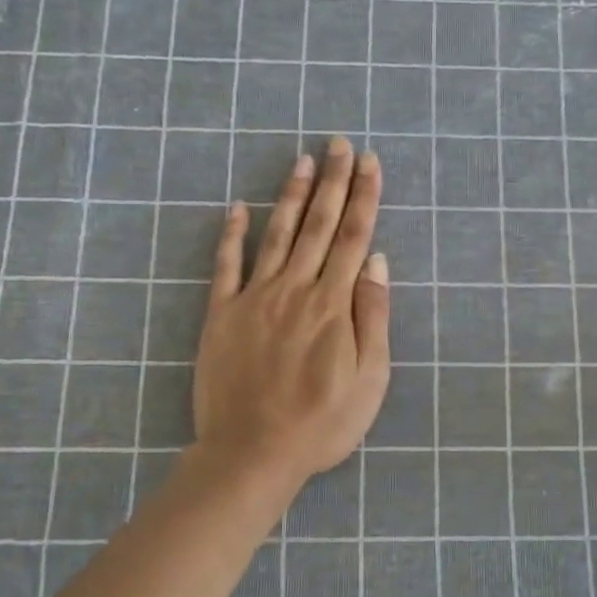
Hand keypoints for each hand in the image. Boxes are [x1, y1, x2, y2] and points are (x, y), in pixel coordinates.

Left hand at [192, 136, 390, 489]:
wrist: (251, 453)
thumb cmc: (322, 423)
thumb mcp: (369, 379)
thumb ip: (372, 316)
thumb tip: (376, 262)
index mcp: (333, 304)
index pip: (353, 236)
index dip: (364, 196)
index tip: (369, 163)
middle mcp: (295, 289)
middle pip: (319, 225)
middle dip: (333, 181)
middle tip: (340, 143)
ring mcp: (254, 298)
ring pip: (277, 234)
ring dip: (291, 195)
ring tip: (302, 160)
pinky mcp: (221, 314)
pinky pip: (226, 266)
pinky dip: (231, 234)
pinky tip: (237, 207)